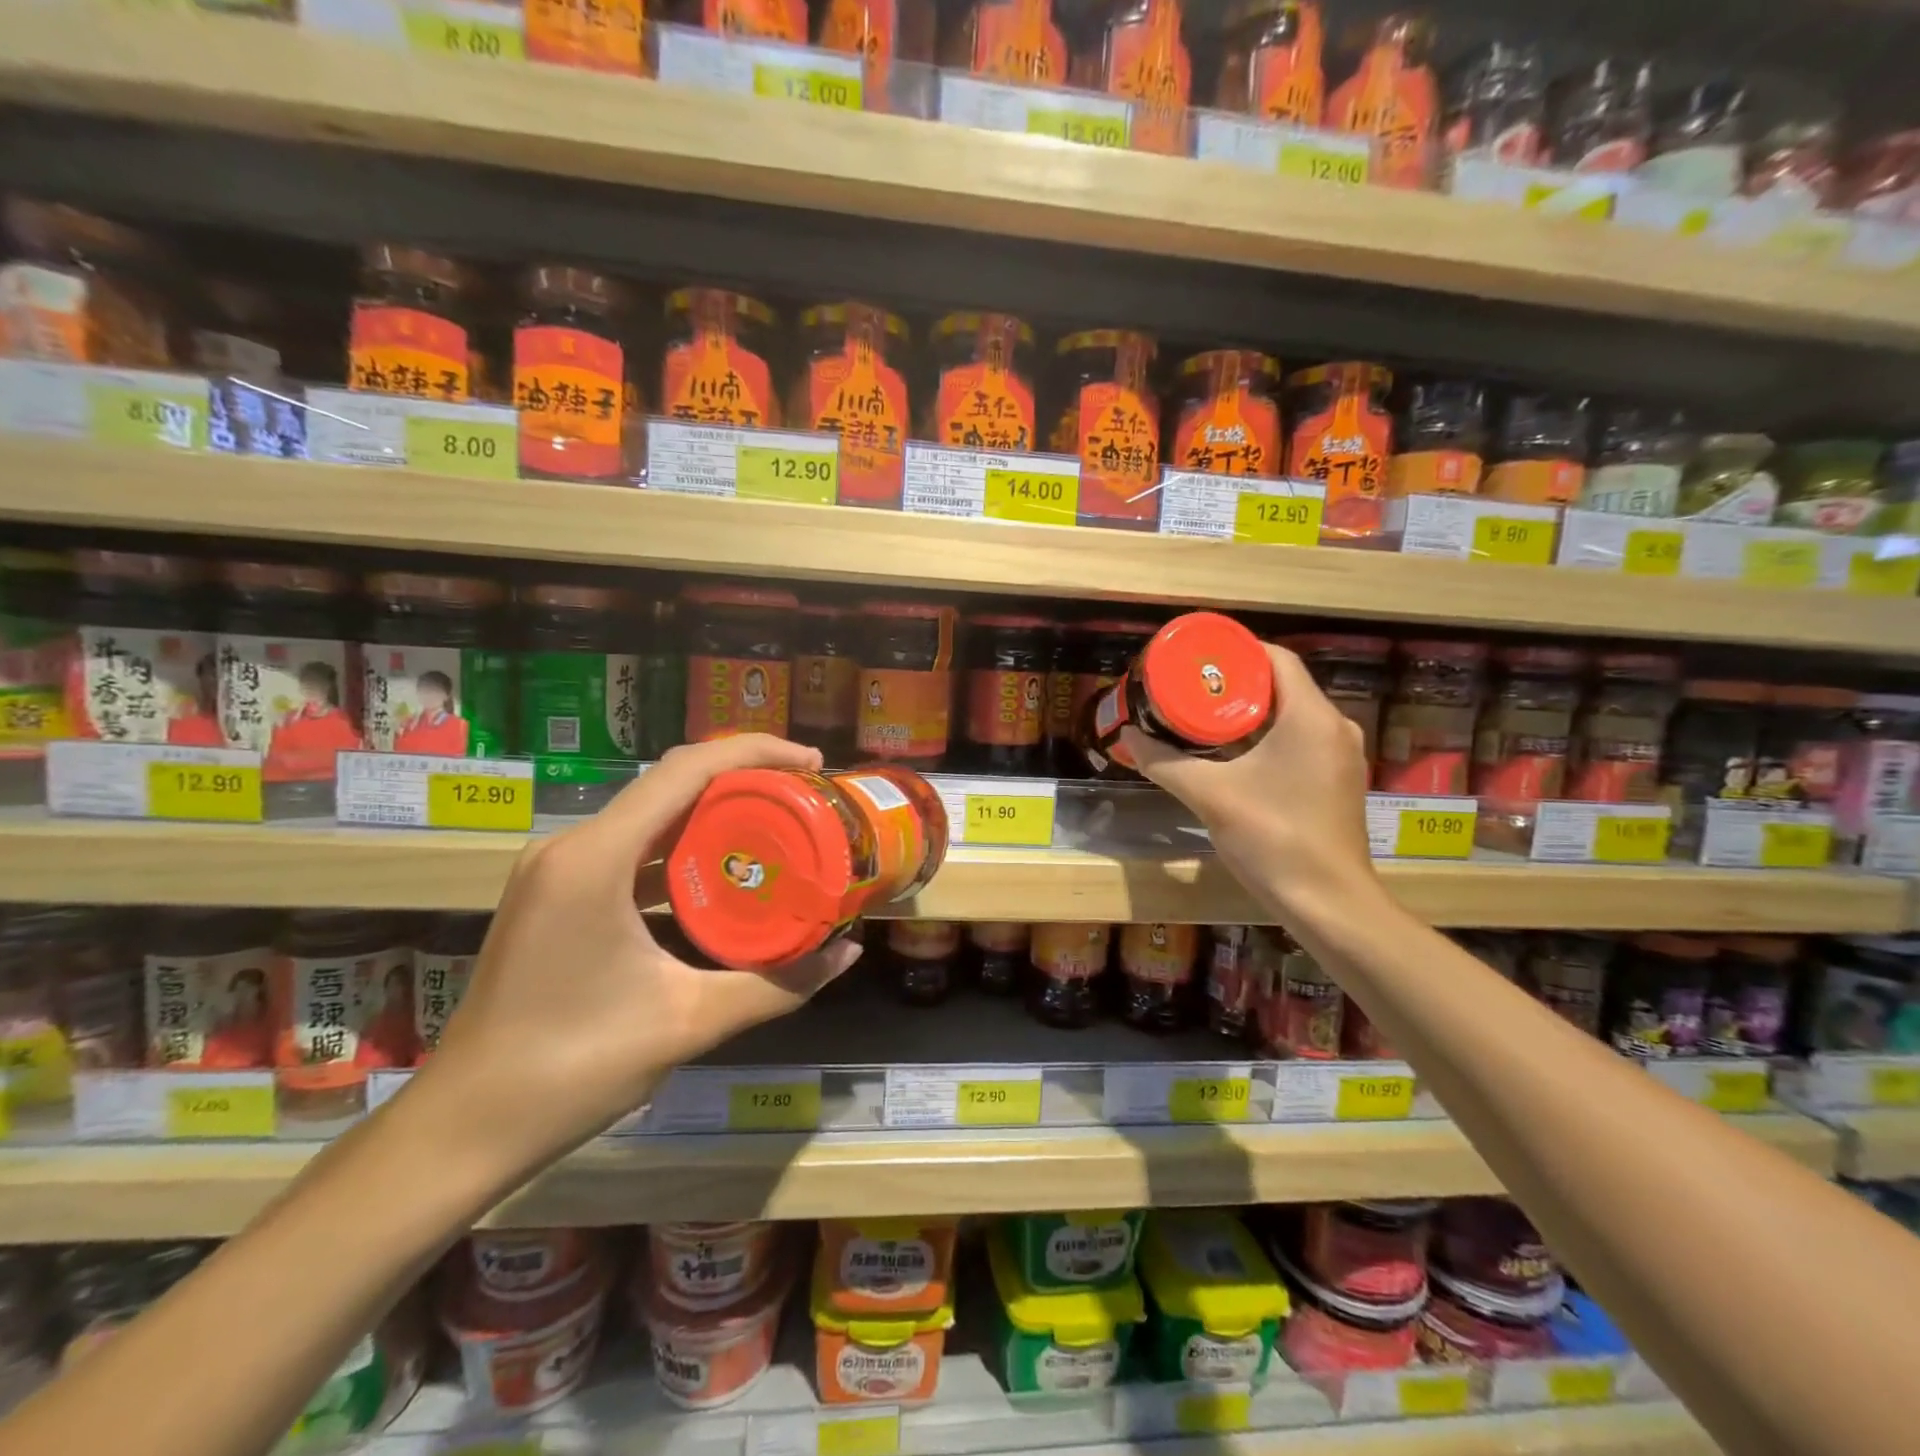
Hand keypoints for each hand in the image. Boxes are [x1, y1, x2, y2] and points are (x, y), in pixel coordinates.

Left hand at [413, 735, 859, 1176]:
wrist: (464, 1128)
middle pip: (671, 784)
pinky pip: (632, 849)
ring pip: (652, 815)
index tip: (811, 763)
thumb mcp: (689, 1021)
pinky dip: (683, 849)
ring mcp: (558, 869)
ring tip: (778, 825)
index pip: (685, 770)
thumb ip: (777, 984)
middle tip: (806, 796)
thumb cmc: (572, 1069)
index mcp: (595, 858)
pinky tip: (723, 871)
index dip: (754, 752)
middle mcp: (572, 846)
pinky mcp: (557, 894)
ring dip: (714, 813)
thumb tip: (847, 952)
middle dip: (743, 779)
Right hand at [1120, 643, 1378, 916]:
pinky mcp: (1337, 782)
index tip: (1197, 659)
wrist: (1328, 903)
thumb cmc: (1273, 838)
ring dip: (1250, 713)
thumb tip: (1128, 736)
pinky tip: (1233, 754)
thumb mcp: (1210, 795)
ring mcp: (1340, 756)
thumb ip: (1166, 762)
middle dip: (1235, 684)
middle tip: (1190, 688)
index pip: (1276, 658)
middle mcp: (1334, 727)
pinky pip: (1300, 741)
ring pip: (1291, 716)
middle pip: (1282, 686)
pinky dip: (1266, 737)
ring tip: (1203, 716)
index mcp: (1310, 717)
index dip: (1236, 651)